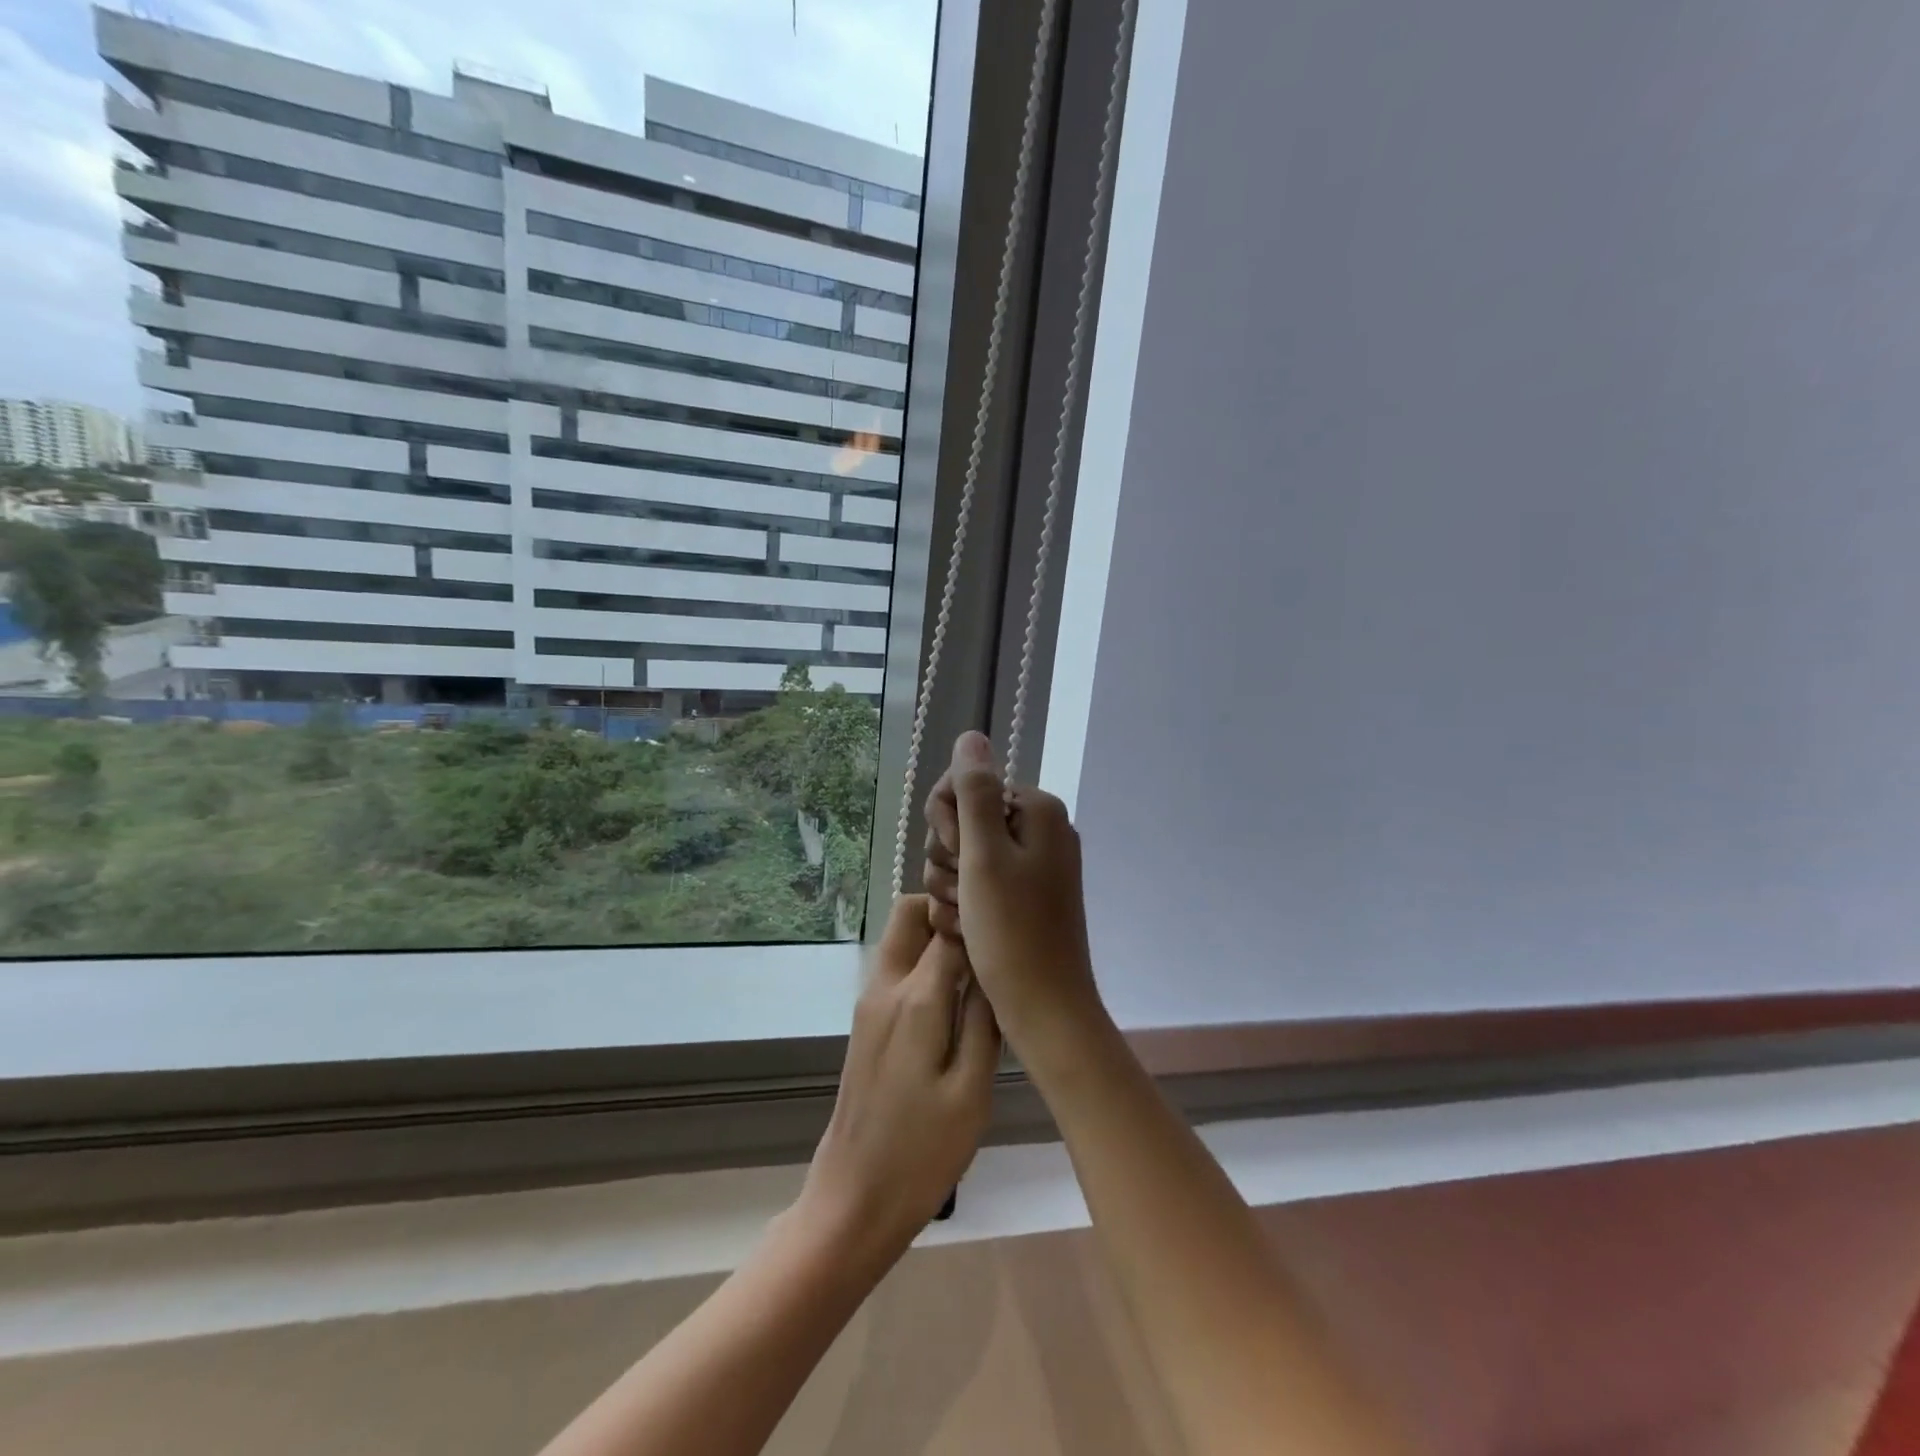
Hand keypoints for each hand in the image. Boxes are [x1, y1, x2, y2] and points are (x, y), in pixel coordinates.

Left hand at [799, 894, 999, 1259]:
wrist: (853, 1199)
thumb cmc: (921, 1153)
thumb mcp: (972, 1092)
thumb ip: (985, 1020)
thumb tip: (995, 966)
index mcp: (915, 999)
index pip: (948, 925)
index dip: (979, 917)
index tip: (1010, 924)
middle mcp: (885, 987)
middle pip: (910, 913)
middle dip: (947, 910)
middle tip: (989, 939)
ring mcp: (870, 1003)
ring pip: (901, 937)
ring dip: (935, 935)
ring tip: (980, 966)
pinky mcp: (866, 1022)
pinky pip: (897, 968)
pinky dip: (923, 962)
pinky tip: (955, 998)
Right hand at [921, 732, 1108, 1069]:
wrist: (1044, 1009)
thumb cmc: (1013, 931)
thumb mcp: (985, 855)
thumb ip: (974, 791)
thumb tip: (971, 736)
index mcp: (1038, 810)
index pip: (967, 784)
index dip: (947, 818)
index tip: (955, 853)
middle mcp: (1039, 830)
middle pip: (964, 820)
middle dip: (948, 857)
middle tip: (962, 892)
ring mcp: (1032, 866)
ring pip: (963, 856)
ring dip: (951, 886)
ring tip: (965, 919)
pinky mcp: (1023, 897)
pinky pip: (977, 884)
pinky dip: (965, 906)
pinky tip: (968, 931)